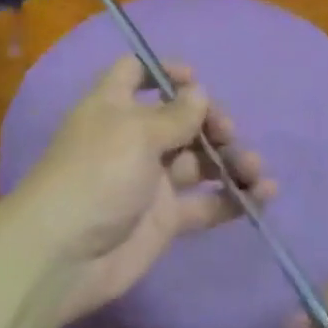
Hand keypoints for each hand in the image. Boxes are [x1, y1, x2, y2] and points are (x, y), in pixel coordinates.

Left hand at [13, 57, 274, 323]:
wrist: (64, 255)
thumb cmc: (96, 175)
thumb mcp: (135, 133)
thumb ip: (174, 115)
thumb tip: (199, 92)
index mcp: (115, 107)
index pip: (136, 73)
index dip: (164, 71)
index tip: (196, 80)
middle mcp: (134, 139)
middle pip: (179, 118)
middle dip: (210, 120)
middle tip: (226, 133)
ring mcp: (151, 180)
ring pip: (199, 161)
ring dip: (230, 160)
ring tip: (255, 170)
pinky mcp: (166, 219)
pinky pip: (206, 203)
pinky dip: (234, 198)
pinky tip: (262, 196)